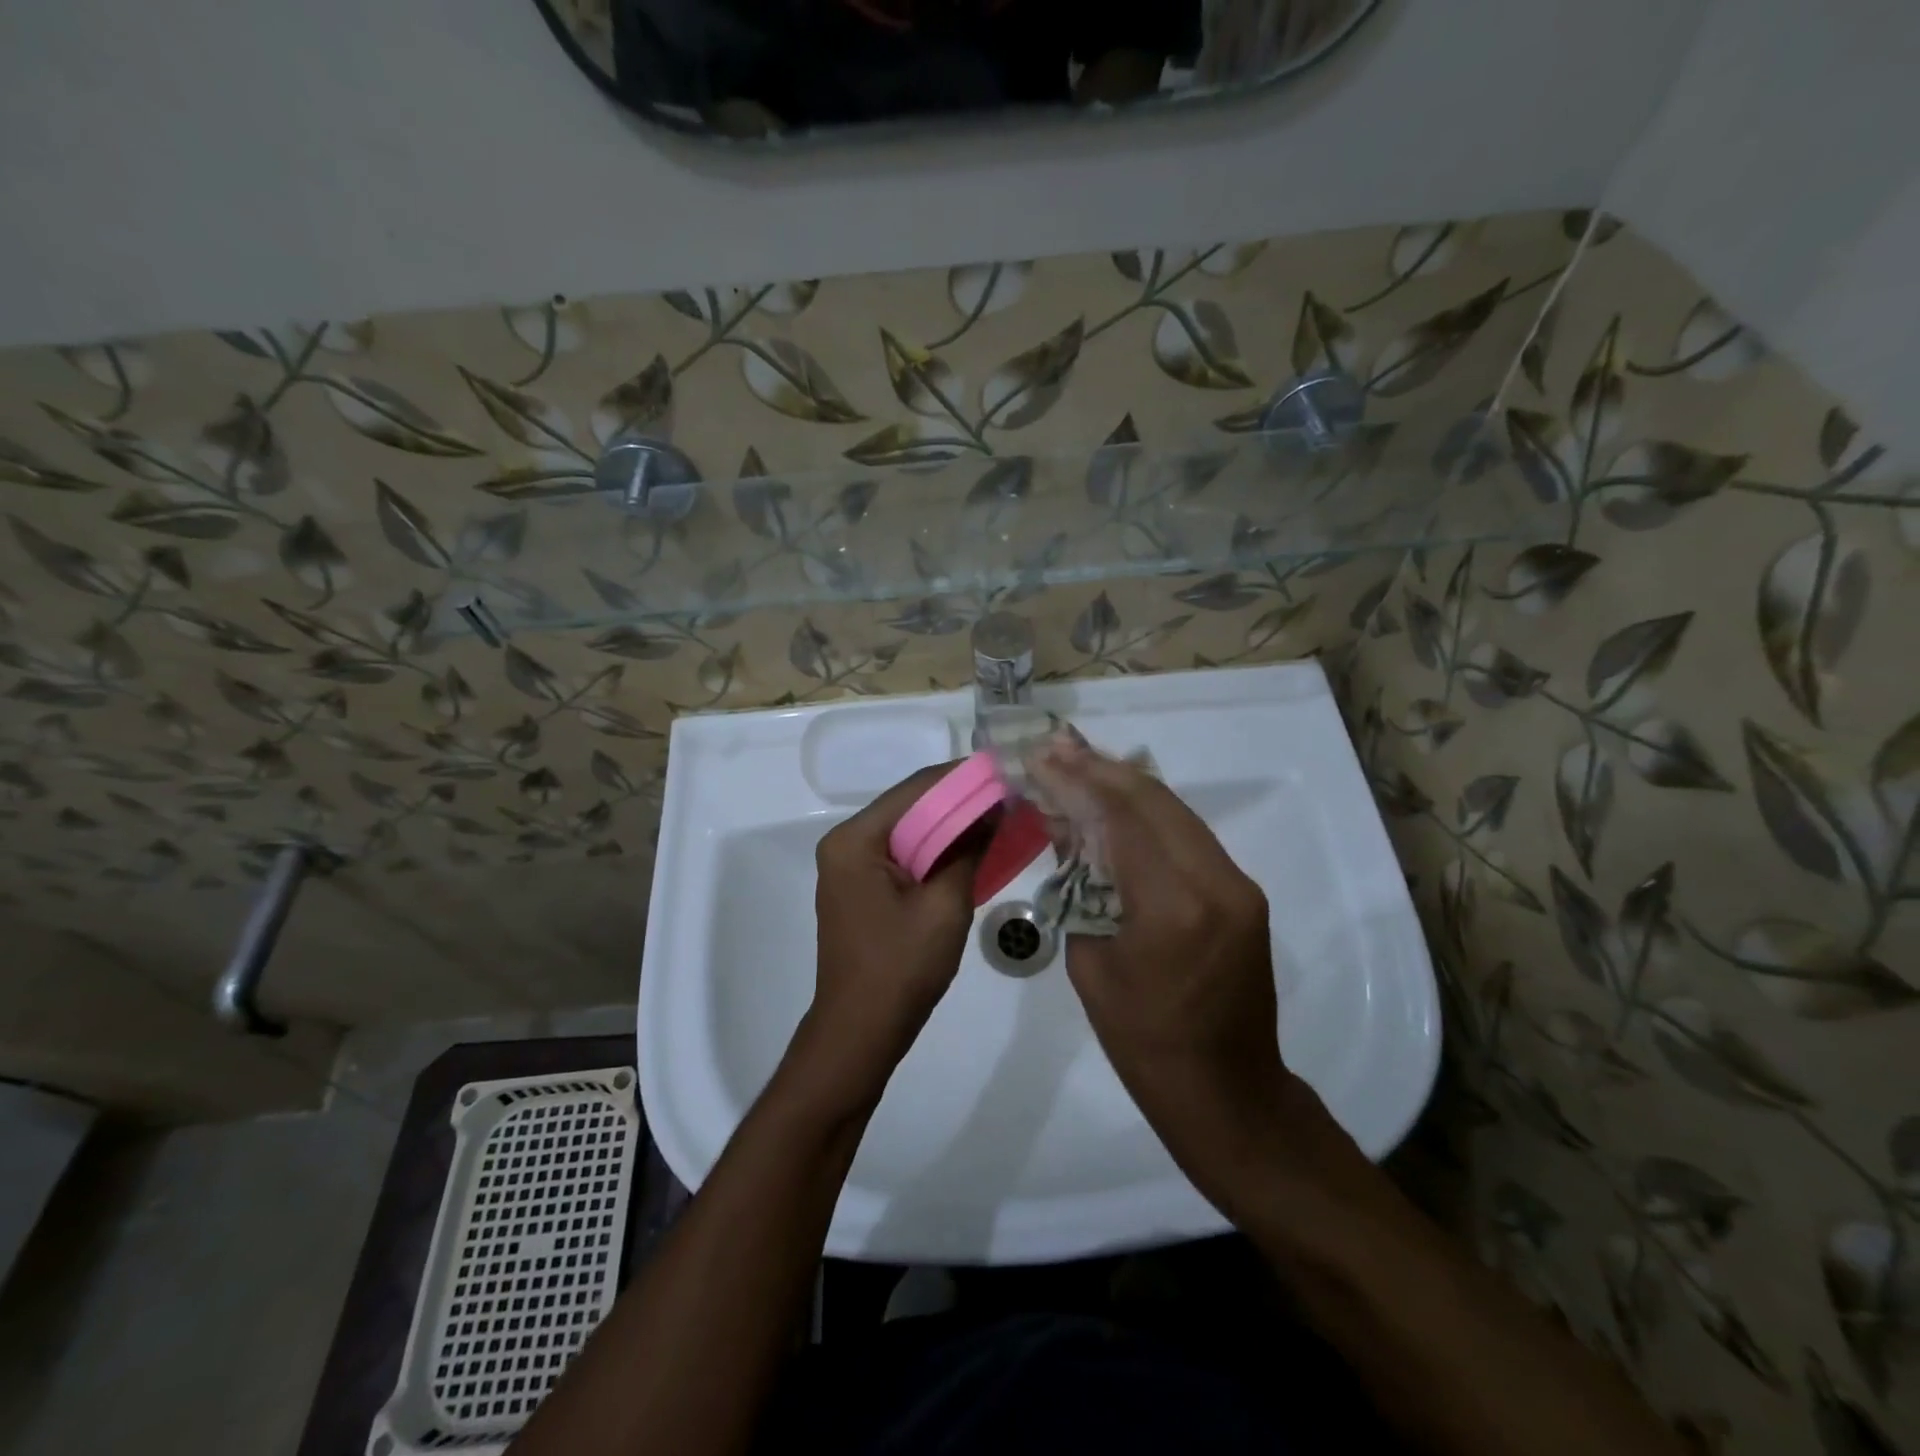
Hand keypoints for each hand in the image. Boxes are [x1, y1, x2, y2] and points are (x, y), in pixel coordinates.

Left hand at [790, 763, 983, 1115]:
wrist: (861, 1032)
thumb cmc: (901, 967)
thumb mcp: (945, 905)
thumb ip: (968, 849)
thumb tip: (994, 809)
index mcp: (855, 840)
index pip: (914, 790)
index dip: (962, 778)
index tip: (1004, 772)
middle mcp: (846, 844)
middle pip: (910, 807)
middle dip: (959, 802)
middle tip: (1008, 796)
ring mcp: (850, 868)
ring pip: (908, 832)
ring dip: (950, 827)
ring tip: (998, 818)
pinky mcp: (861, 889)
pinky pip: (903, 856)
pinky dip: (936, 851)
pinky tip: (970, 851)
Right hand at [1032, 741, 1302, 1214]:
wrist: (1225, 1091)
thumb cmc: (1142, 1041)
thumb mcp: (1091, 962)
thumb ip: (1082, 887)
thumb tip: (1070, 830)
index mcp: (1172, 906)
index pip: (1121, 815)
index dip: (1078, 778)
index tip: (1041, 757)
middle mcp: (1215, 881)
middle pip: (1153, 799)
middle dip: (1100, 769)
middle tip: (1056, 749)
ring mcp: (1237, 884)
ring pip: (1175, 811)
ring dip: (1125, 785)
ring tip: (1079, 764)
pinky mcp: (1243, 892)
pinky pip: (1189, 836)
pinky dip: (1149, 814)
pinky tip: (1117, 804)